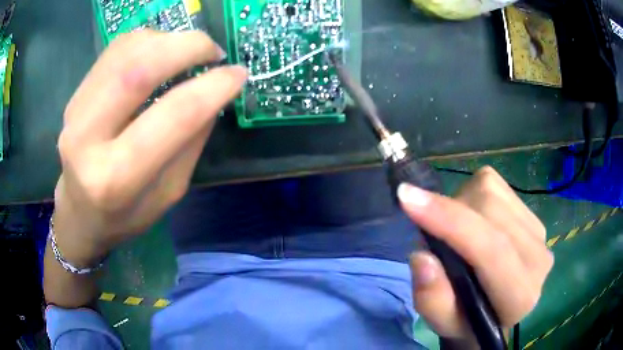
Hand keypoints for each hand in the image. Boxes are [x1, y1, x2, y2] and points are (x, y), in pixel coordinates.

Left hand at [53, 30, 246, 265]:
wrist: (79, 213)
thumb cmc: (124, 215)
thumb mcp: (167, 194)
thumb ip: (190, 143)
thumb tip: (214, 93)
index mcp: (117, 178)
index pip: (173, 116)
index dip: (213, 87)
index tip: (238, 74)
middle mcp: (87, 139)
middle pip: (139, 70)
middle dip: (188, 48)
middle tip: (214, 51)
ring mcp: (75, 111)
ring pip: (126, 51)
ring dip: (167, 40)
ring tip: (188, 51)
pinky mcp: (75, 95)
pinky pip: (114, 51)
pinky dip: (146, 41)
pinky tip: (160, 52)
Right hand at [398, 166, 553, 346]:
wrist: (494, 311)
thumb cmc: (465, 320)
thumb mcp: (442, 322)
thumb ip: (432, 299)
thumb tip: (421, 256)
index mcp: (520, 296)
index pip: (490, 250)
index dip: (450, 222)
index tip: (407, 199)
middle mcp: (538, 259)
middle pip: (489, 210)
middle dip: (449, 213)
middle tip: (430, 233)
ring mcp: (539, 232)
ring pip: (491, 191)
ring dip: (459, 204)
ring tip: (453, 231)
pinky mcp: (532, 213)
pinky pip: (495, 184)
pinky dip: (472, 195)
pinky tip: (472, 219)